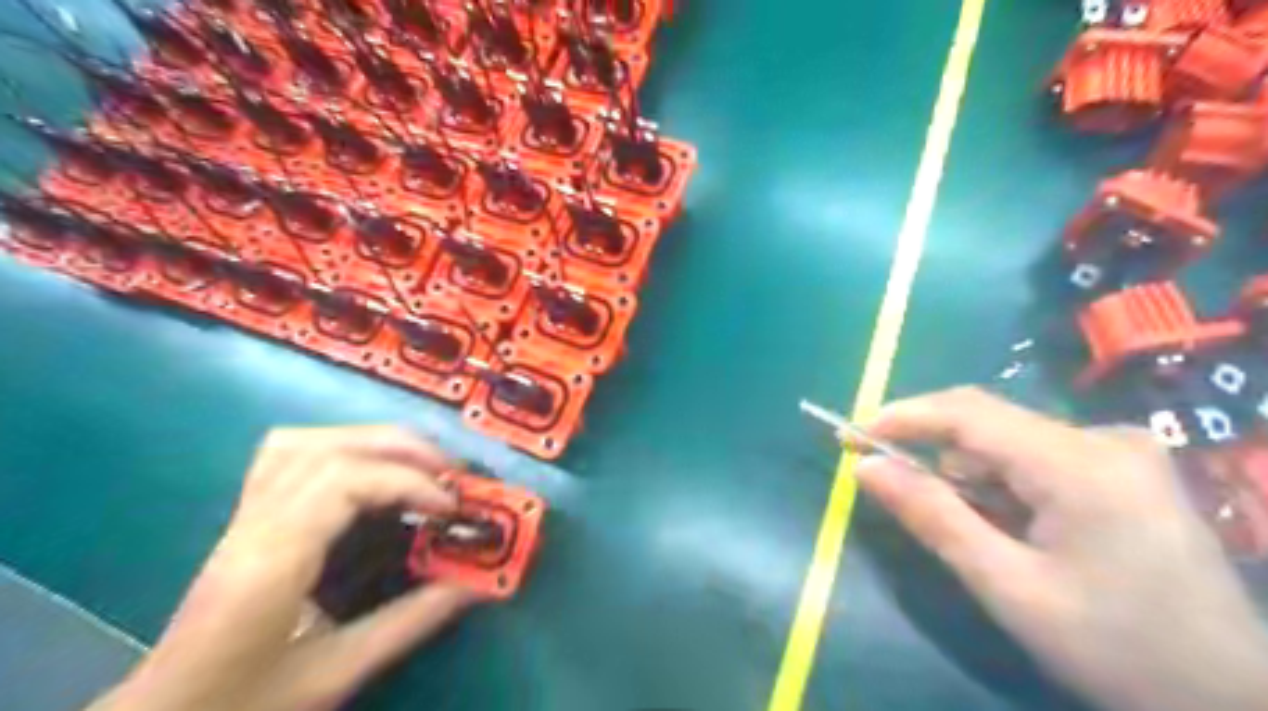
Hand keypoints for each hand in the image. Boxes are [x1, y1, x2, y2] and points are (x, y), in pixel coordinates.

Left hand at [91, 426, 481, 710]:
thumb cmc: (243, 705)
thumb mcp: (337, 673)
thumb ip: (410, 623)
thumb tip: (474, 584)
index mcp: (270, 562)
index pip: (343, 482)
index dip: (408, 482)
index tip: (451, 508)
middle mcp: (252, 525)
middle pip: (329, 448)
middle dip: (403, 450)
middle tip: (450, 477)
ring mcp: (242, 517)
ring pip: (307, 441)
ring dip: (373, 442)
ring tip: (418, 465)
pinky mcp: (245, 518)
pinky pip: (287, 455)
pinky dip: (339, 446)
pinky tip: (368, 467)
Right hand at [856, 389, 1267, 709]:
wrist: (1232, 702)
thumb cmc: (1116, 651)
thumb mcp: (1008, 587)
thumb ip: (932, 517)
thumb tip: (864, 467)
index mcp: (1080, 465)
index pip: (968, 413)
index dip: (901, 417)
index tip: (849, 435)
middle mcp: (1104, 438)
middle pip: (988, 422)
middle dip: (932, 451)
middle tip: (891, 487)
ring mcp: (1121, 450)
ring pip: (1009, 440)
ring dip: (970, 475)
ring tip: (974, 532)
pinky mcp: (1125, 467)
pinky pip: (1036, 455)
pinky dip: (1003, 483)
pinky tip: (1011, 526)